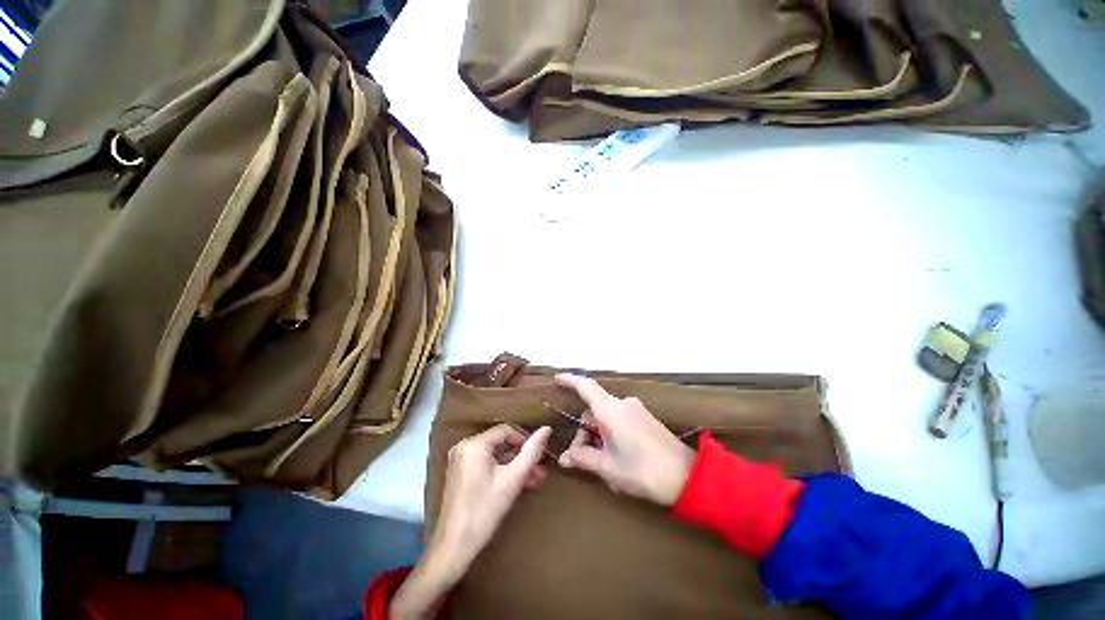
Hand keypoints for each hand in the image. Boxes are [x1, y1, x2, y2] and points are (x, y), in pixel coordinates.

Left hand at [390, 424, 550, 619]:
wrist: (453, 548)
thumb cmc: (485, 511)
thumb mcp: (513, 480)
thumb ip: (531, 452)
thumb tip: (546, 429)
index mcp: (474, 444)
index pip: (507, 430)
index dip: (525, 440)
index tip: (540, 456)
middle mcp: (464, 446)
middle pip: (500, 443)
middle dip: (522, 456)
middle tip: (540, 471)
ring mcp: (460, 460)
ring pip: (495, 455)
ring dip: (514, 465)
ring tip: (534, 480)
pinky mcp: (460, 473)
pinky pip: (486, 464)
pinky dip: (501, 471)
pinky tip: (517, 484)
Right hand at [556, 373, 693, 506]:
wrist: (688, 477)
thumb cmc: (642, 470)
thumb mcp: (607, 467)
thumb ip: (583, 458)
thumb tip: (565, 458)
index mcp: (611, 410)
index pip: (586, 387)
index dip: (570, 380)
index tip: (557, 379)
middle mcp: (623, 404)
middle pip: (594, 411)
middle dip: (585, 433)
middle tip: (583, 460)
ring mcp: (636, 411)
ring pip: (607, 419)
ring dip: (599, 439)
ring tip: (604, 468)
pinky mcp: (646, 419)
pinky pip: (620, 422)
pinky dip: (612, 437)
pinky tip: (618, 462)